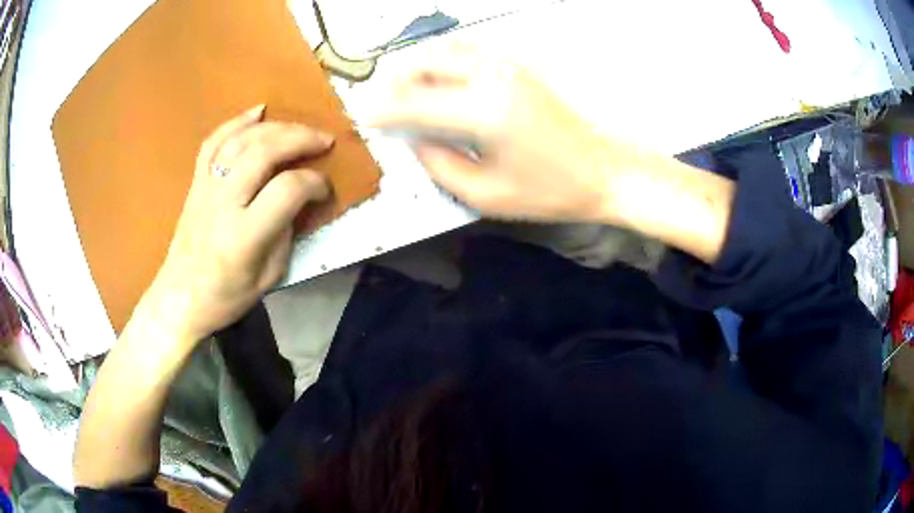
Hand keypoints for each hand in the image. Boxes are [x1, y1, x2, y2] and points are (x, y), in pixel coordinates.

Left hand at [140, 105, 332, 343]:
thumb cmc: (226, 297)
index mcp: (244, 236)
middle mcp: (223, 203)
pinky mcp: (196, 182)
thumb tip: (297, 201)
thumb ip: (286, 234)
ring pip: (241, 140)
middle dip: (300, 139)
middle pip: (264, 152)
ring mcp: (206, 188)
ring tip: (298, 128)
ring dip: (275, 127)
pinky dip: (236, 122)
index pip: (288, 190)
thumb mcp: (270, 277)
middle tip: (324, 140)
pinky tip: (257, 112)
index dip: (315, 183)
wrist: (180, 298)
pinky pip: (213, 142)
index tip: (325, 190)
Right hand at [369, 47, 632, 223]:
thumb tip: (414, 139)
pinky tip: (441, 86)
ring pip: (447, 49)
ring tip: (408, 95)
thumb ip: (440, 164)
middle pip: (427, 61)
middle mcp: (492, 77)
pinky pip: (468, 53)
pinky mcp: (519, 67)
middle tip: (385, 106)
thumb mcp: (486, 196)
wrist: (603, 172)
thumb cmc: (549, 192)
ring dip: (419, 67)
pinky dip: (443, 63)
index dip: (384, 110)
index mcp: (483, 112)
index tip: (365, 119)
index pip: (414, 102)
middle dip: (396, 81)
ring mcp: (508, 67)